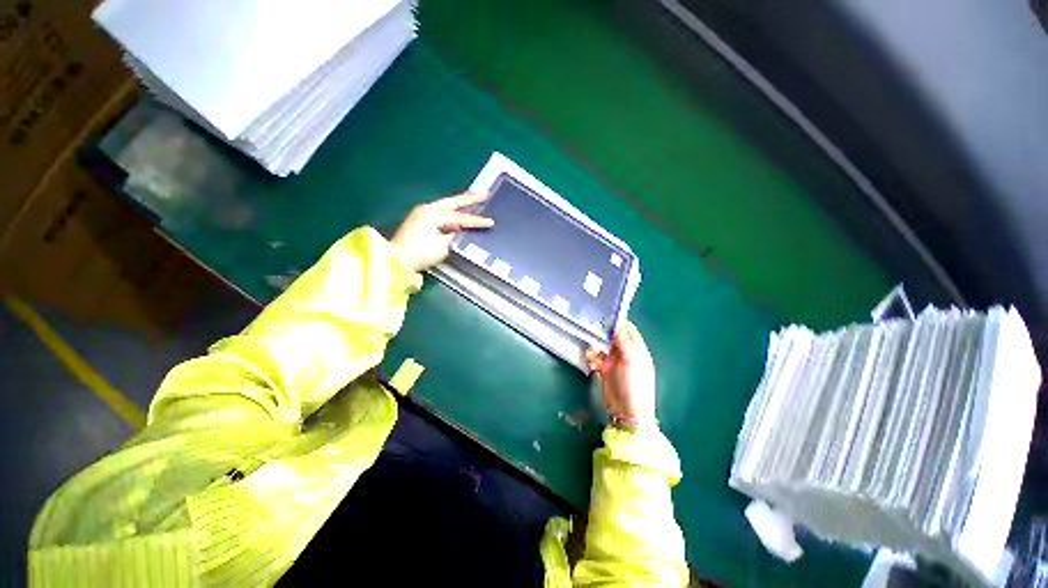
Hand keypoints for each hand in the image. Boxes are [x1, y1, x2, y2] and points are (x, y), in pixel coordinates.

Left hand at [391, 193, 493, 271]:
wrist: (398, 260)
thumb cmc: (421, 253)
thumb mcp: (442, 246)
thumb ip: (455, 236)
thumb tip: (463, 230)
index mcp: (432, 214)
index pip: (459, 217)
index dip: (476, 221)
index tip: (490, 222)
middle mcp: (427, 209)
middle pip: (452, 203)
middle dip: (469, 199)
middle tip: (484, 194)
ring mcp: (422, 213)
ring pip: (446, 205)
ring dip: (460, 202)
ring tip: (473, 197)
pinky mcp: (420, 220)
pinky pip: (440, 211)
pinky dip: (451, 209)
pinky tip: (457, 208)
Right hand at [585, 321, 657, 429]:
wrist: (627, 413)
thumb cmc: (634, 385)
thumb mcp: (631, 360)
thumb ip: (624, 341)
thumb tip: (617, 324)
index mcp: (637, 349)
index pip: (628, 329)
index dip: (617, 322)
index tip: (603, 315)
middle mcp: (625, 353)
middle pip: (612, 337)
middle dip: (601, 334)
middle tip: (590, 330)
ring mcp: (614, 362)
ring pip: (601, 346)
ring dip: (594, 347)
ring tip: (591, 353)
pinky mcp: (604, 370)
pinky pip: (595, 358)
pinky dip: (591, 358)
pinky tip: (591, 364)